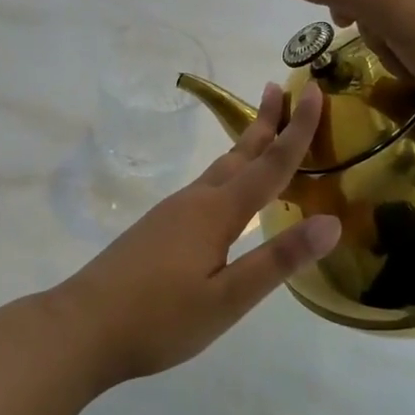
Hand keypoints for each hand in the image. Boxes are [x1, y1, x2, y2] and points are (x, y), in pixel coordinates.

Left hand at [53, 82, 340, 384]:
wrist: (83, 326)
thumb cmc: (160, 319)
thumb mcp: (228, 298)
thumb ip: (278, 260)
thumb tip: (332, 222)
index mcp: (216, 212)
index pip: (269, 164)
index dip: (296, 129)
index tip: (311, 90)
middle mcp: (194, 201)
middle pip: (239, 154)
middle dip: (264, 122)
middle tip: (280, 87)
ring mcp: (171, 213)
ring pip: (219, 170)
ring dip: (245, 147)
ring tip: (262, 132)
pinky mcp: (157, 228)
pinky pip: (203, 188)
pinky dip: (227, 174)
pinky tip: (224, 192)